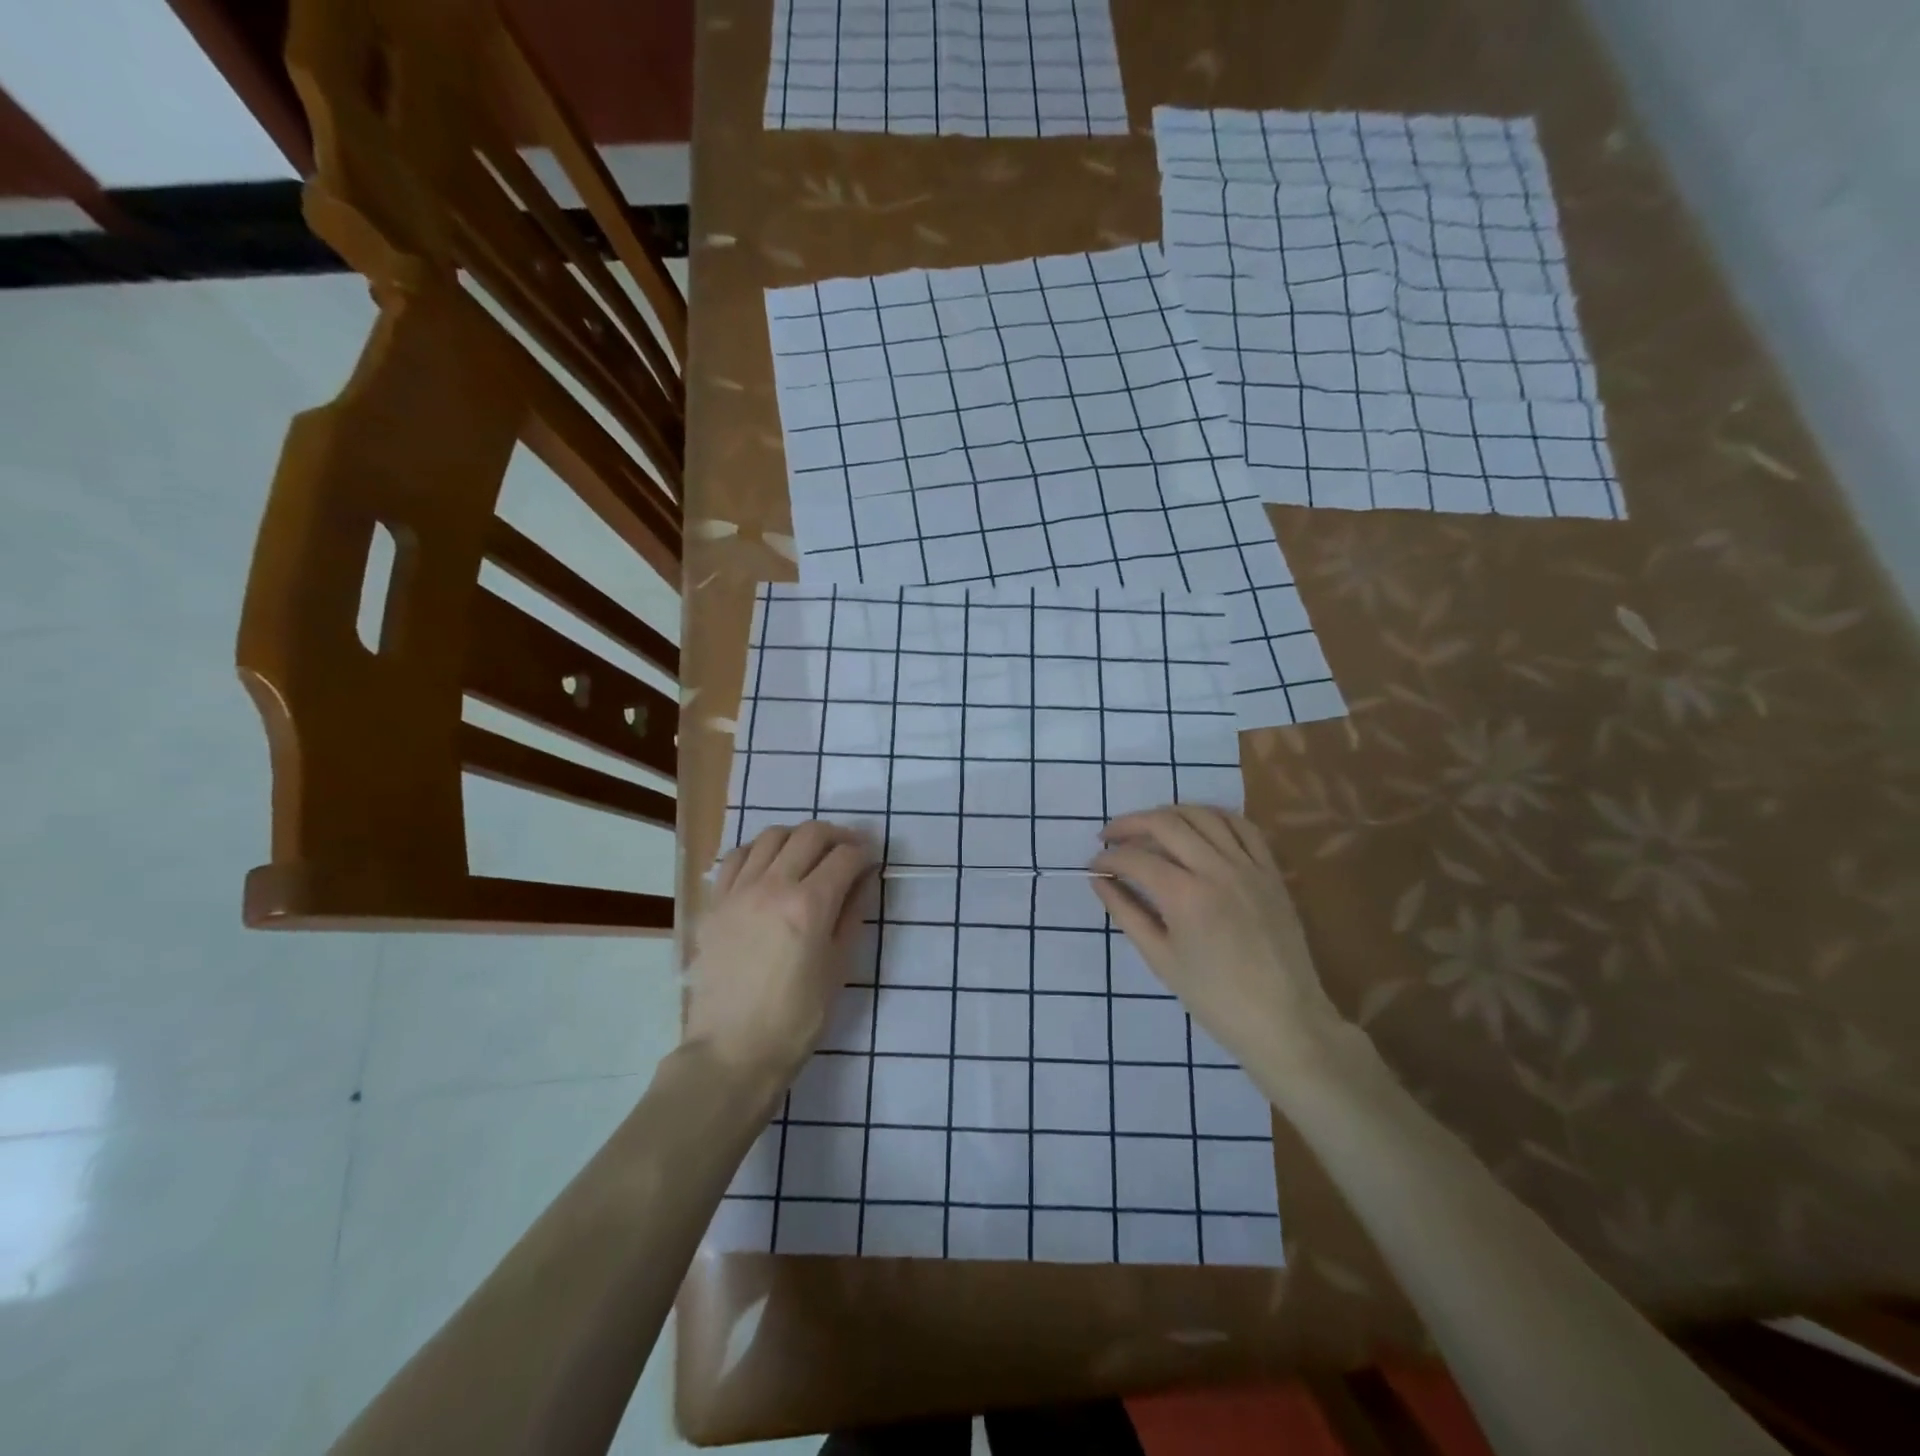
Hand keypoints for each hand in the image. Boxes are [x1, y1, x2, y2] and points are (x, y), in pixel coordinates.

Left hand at [688, 821, 875, 1078]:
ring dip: (798, 837)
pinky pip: (737, 857)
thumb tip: (863, 879)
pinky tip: (769, 866)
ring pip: (772, 836)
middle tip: (848, 851)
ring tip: (808, 855)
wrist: (732, 1052)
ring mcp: (738, 891)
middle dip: (837, 836)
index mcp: (810, 905)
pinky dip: (759, 851)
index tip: (872, 859)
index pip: (845, 856)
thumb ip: (852, 915)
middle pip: (810, 834)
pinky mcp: (714, 903)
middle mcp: (773, 885)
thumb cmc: (796, 1018)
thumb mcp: (838, 968)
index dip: (865, 852)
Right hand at [1092, 804, 1346, 1074]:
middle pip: (1165, 823)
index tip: (1094, 866)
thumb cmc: (1215, 999)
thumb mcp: (1161, 959)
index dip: (1108, 858)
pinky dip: (1214, 817)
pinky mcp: (1270, 871)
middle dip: (1130, 823)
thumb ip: (1126, 913)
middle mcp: (1217, 869)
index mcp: (1185, 896)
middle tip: (1110, 836)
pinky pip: (1242, 827)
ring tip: (1149, 828)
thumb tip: (1099, 881)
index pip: (1135, 859)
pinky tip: (1197, 827)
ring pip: (1203, 815)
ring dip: (1169, 814)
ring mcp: (1248, 866)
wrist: (1284, 1021)